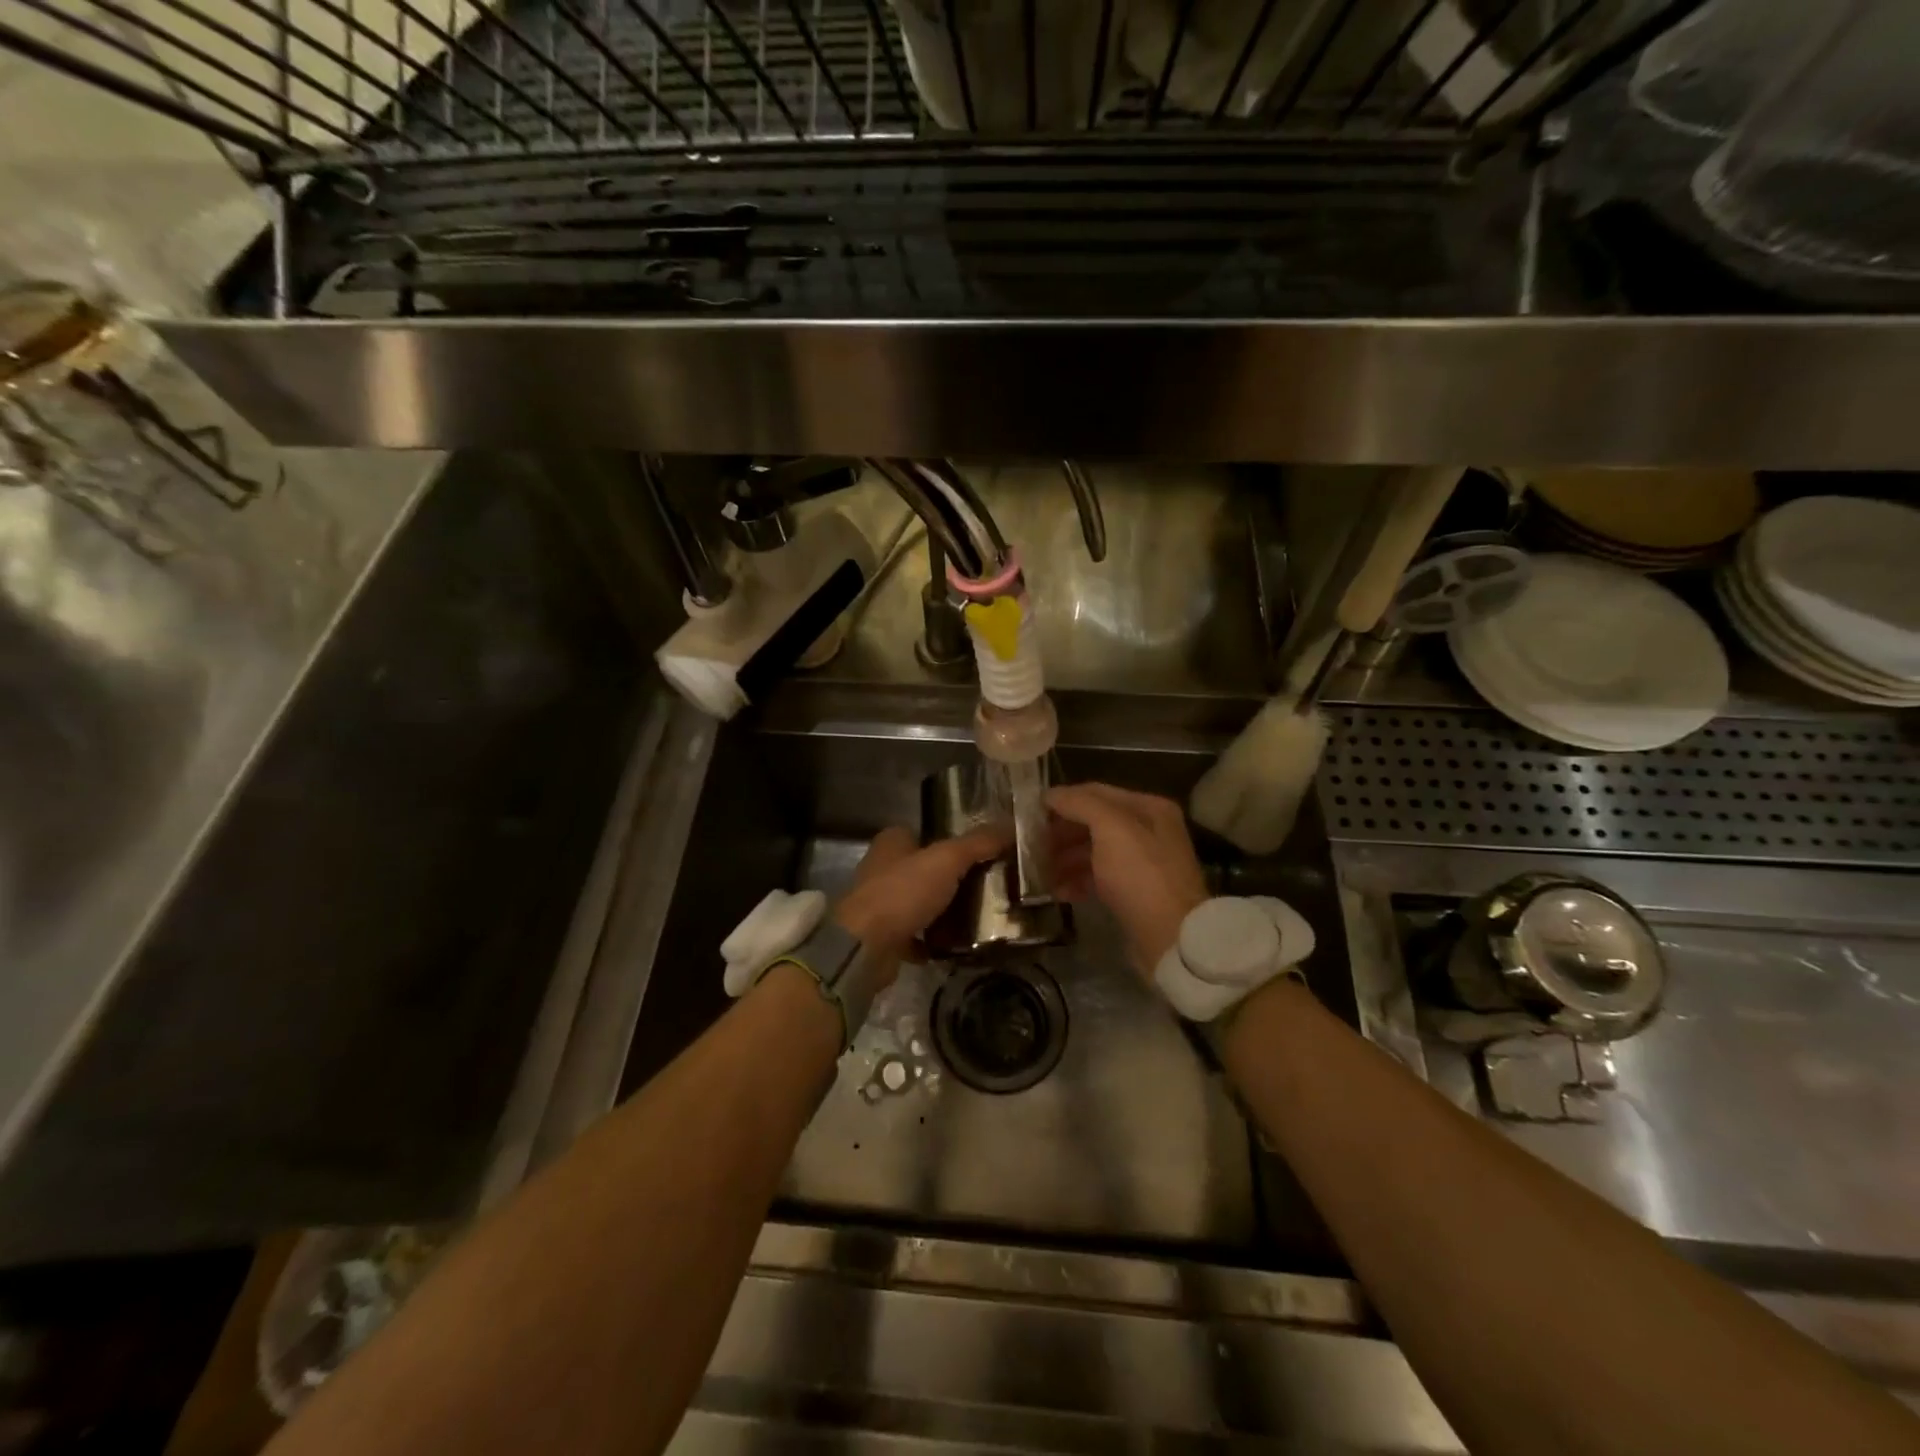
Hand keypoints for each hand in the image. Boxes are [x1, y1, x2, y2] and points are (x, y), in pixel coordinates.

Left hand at [833, 824, 1006, 984]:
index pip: (924, 833)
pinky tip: (957, 946)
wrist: (865, 947)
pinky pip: (915, 935)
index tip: (981, 853)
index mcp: (891, 843)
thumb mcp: (947, 860)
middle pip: (923, 869)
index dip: (950, 841)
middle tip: (986, 886)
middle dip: (950, 878)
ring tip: (978, 916)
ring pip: (919, 902)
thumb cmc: (903, 892)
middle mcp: (881, 869)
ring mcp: (880, 904)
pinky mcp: (883, 936)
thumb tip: (1010, 826)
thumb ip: (977, 843)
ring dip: (941, 910)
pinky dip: (932, 940)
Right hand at [1047, 782, 1208, 975]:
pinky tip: (1059, 892)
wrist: (1171, 938)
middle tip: (1031, 846)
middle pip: (1093, 823)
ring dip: (1064, 859)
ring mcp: (1142, 863)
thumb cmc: (1140, 875)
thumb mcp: (1111, 829)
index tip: (1030, 813)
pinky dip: (1078, 881)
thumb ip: (1080, 804)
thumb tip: (1050, 794)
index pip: (1096, 792)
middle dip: (1061, 834)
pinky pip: (1099, 877)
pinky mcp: (1135, 893)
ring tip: (1039, 873)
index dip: (1062, 800)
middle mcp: (1148, 831)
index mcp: (1149, 808)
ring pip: (1094, 852)